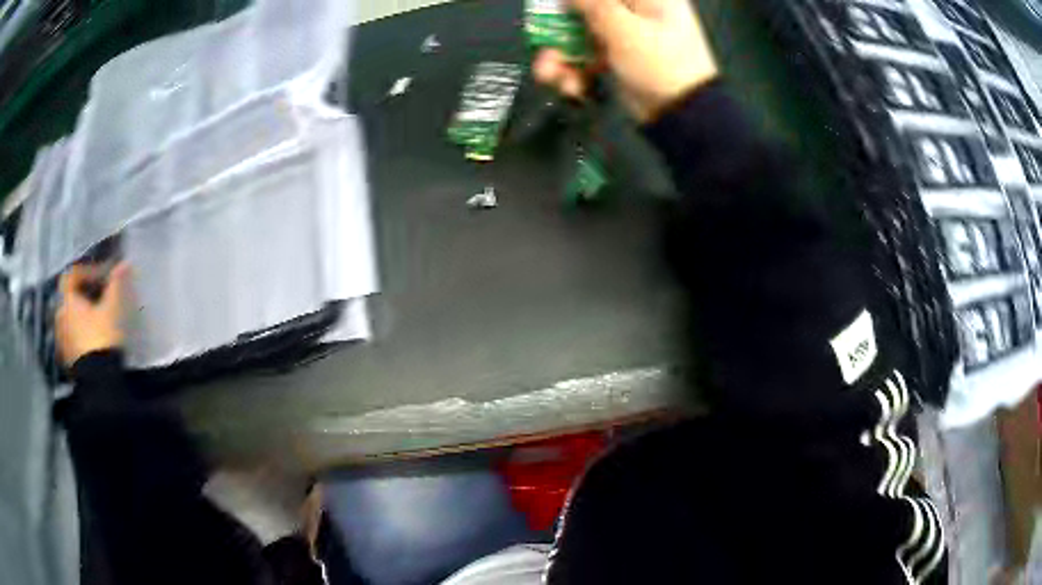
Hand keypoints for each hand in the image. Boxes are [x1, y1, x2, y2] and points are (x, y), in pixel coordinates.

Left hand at [56, 262, 129, 366]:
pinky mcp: (68, 360)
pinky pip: (72, 339)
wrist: (99, 381)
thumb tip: (124, 264)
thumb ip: (116, 284)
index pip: (72, 275)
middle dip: (83, 296)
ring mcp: (62, 341)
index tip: (103, 277)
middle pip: (69, 298)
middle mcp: (60, 317)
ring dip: (81, 317)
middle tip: (99, 298)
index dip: (87, 271)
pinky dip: (81, 335)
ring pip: (70, 320)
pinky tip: (94, 341)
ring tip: (97, 321)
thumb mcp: (113, 308)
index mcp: (68, 301)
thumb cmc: (102, 337)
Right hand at [533, 0, 718, 121]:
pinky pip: (586, 56)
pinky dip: (574, 71)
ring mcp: (625, 35)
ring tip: (549, 74)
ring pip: (580, 33)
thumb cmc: (660, 64)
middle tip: (540, 42)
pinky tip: (571, 86)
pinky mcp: (617, 59)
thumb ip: (592, 3)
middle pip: (585, 8)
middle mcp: (635, 11)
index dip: (575, 0)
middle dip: (557, 28)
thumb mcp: (623, 28)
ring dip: (559, 55)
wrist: (682, 115)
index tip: (554, 6)